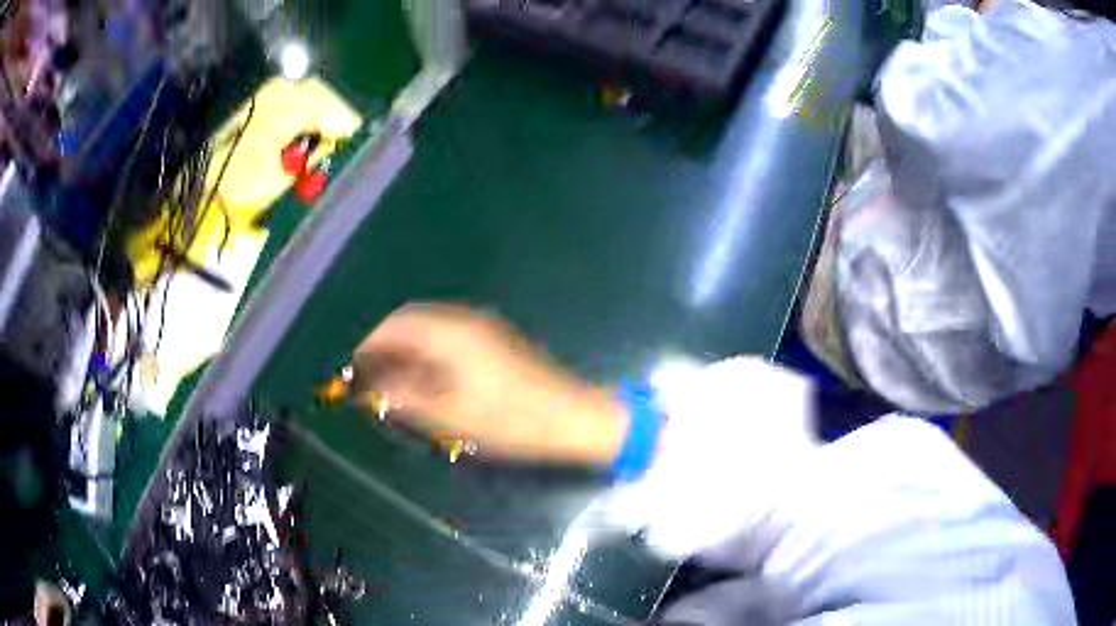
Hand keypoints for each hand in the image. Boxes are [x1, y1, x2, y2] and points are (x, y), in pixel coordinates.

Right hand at [352, 303, 626, 463]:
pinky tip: (424, 382)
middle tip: (368, 378)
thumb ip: (403, 399)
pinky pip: (447, 340)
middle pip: (409, 324)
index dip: (367, 346)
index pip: (393, 326)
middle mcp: (463, 321)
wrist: (570, 416)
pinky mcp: (494, 343)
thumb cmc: (509, 419)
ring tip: (391, 384)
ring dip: (405, 353)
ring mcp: (482, 329)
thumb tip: (369, 389)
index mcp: (449, 332)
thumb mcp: (448, 415)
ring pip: (428, 332)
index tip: (351, 369)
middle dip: (384, 348)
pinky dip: (427, 356)